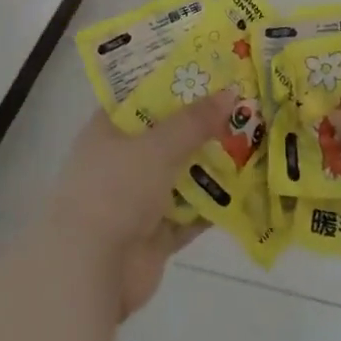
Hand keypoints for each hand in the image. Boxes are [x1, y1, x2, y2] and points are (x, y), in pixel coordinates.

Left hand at [43, 92, 231, 318]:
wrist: (89, 270)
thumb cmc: (115, 189)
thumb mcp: (157, 145)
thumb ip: (194, 121)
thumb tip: (230, 93)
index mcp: (109, 129)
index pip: (141, 95)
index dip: (173, 80)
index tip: (209, 69)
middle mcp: (121, 160)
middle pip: (166, 134)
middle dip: (201, 123)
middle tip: (241, 103)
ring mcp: (136, 199)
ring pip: (180, 174)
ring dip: (211, 163)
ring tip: (252, 140)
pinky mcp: (154, 235)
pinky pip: (189, 213)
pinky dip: (212, 204)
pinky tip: (245, 189)